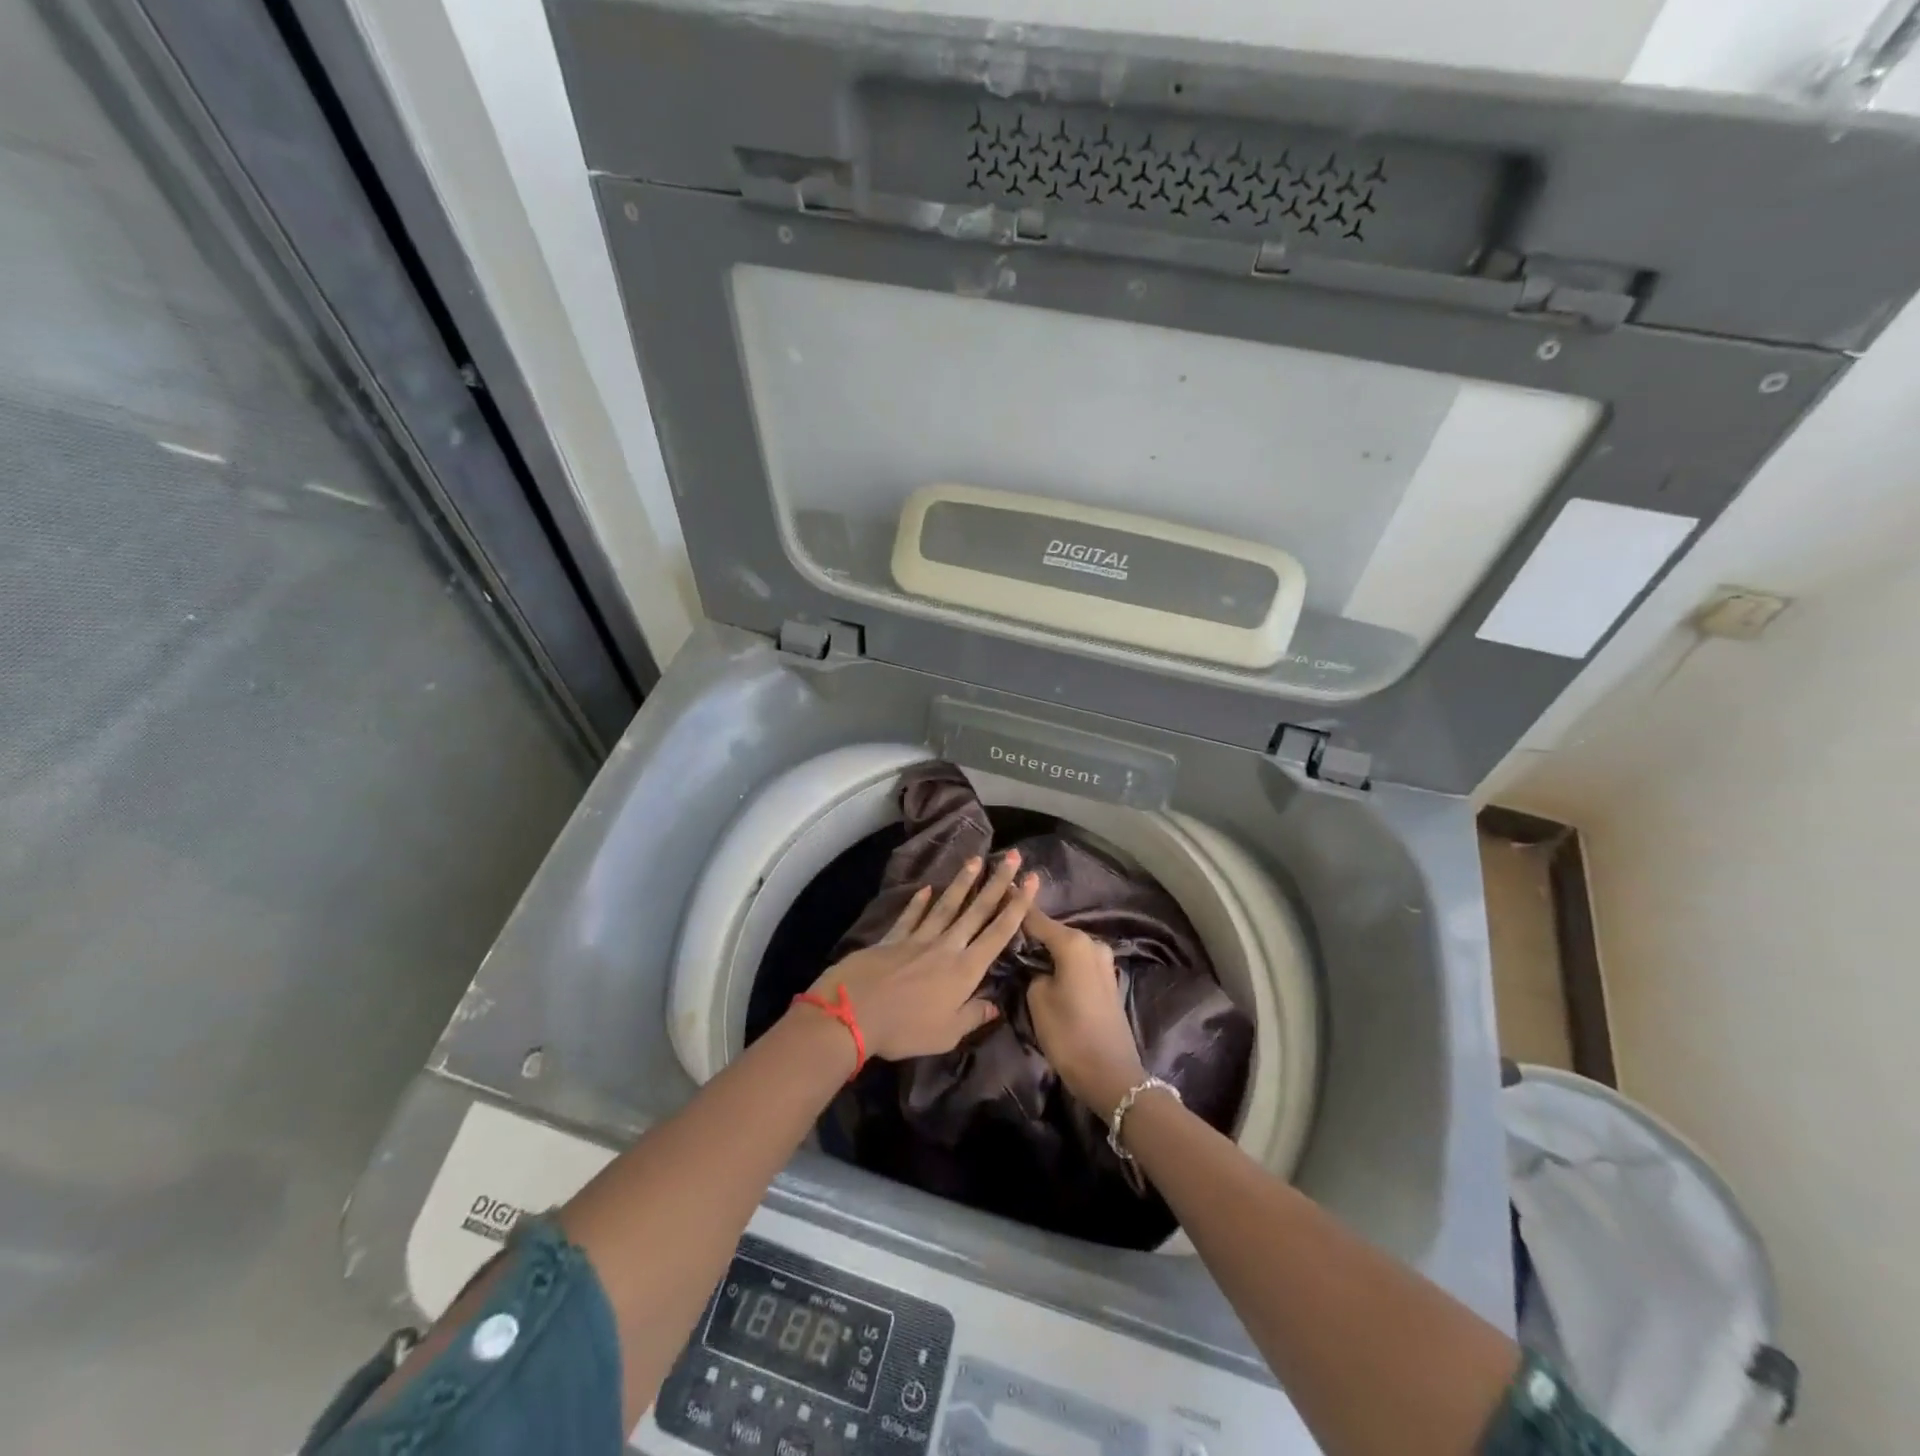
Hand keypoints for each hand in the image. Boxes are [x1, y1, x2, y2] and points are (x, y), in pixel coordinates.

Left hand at [805, 852, 1038, 1062]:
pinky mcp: (892, 939)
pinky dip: (918, 903)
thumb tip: (996, 1006)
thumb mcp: (947, 1033)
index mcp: (965, 969)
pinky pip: (910, 917)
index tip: (1030, 880)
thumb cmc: (905, 1028)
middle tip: (1012, 857)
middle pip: (976, 910)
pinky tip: (926, 889)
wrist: (853, 1012)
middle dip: (997, 883)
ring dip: (963, 883)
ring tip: (976, 860)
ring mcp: (918, 939)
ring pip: (946, 905)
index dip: (1017, 906)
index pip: (998, 933)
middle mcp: (946, 947)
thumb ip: (973, 1016)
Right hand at [1023, 906, 1146, 1116]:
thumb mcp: (1038, 1000)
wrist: (1112, 1075)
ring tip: (1021, 950)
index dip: (1015, 906)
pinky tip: (1046, 968)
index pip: (1036, 918)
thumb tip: (1036, 965)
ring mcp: (1103, 961)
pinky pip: (1078, 961)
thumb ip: (1032, 972)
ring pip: (1066, 946)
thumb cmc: (1069, 1035)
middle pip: (1053, 930)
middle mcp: (1091, 943)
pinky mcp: (1107, 979)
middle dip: (1031, 929)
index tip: (998, 891)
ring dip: (1047, 947)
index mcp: (1073, 943)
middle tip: (1004, 928)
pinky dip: (1062, 961)